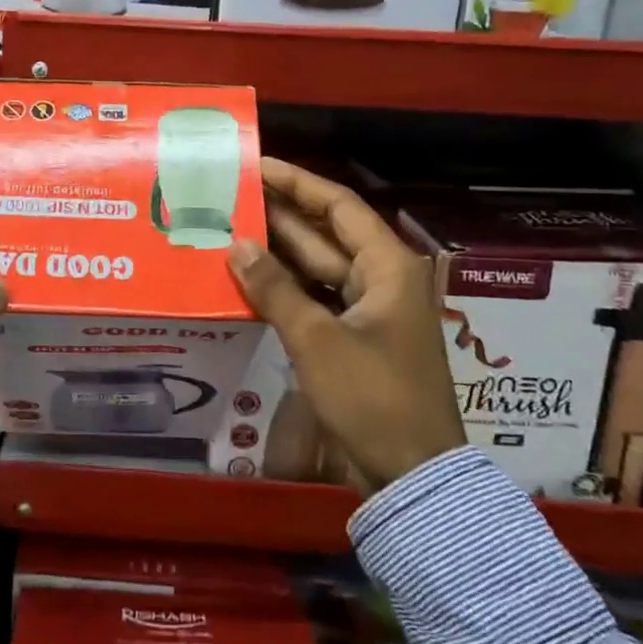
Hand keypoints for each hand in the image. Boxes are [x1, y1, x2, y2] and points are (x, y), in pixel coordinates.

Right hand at [227, 157, 463, 490]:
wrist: (413, 477)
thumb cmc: (374, 398)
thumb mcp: (318, 340)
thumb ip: (275, 289)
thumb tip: (236, 245)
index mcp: (388, 266)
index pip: (338, 206)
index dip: (297, 182)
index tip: (257, 165)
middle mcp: (382, 278)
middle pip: (326, 234)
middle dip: (280, 215)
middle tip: (231, 196)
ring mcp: (370, 310)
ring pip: (318, 268)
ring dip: (278, 252)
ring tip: (229, 229)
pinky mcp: (355, 338)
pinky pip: (316, 299)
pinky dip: (285, 288)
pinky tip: (248, 279)